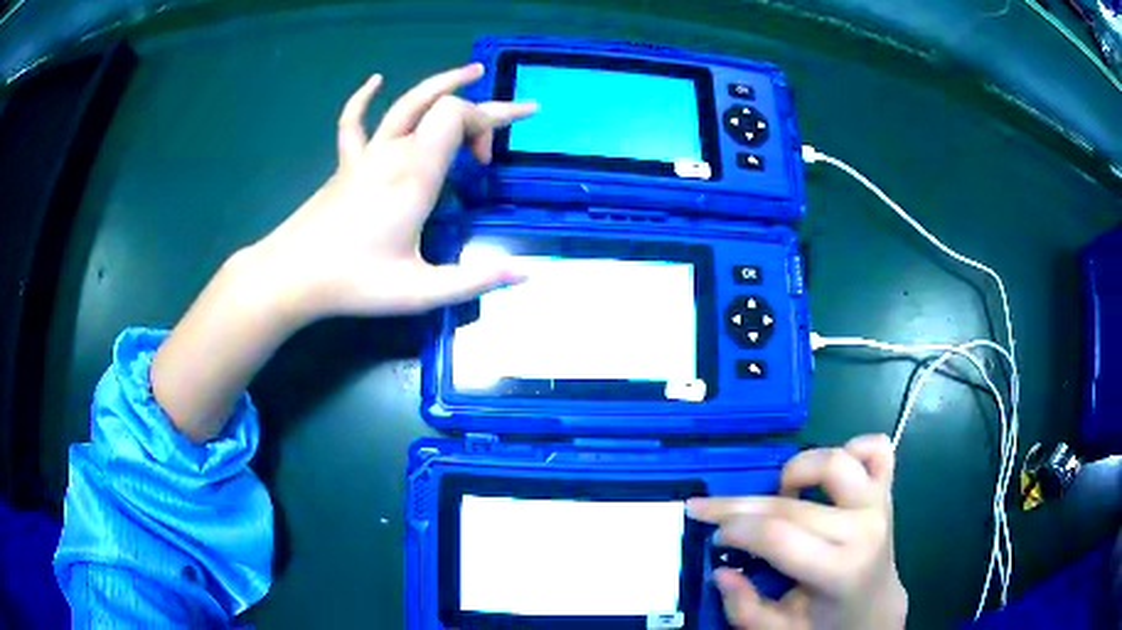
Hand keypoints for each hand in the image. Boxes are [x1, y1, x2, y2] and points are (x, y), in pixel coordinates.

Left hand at [252, 63, 536, 322]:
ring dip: (442, 83)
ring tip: (472, 71)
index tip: (488, 163)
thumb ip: (475, 280)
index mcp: (414, 174)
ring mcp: (365, 156)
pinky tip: (376, 80)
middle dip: (483, 107)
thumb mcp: (421, 291)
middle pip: (442, 105)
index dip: (487, 122)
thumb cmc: (354, 283)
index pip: (457, 116)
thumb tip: (525, 274)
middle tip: (519, 113)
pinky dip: (365, 97)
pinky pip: (353, 122)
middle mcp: (392, 153)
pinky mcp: (345, 165)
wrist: (290, 277)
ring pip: (406, 103)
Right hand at [688, 435, 906, 629]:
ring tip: (783, 496)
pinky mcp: (888, 490)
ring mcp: (879, 504)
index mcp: (839, 570)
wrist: (876, 610)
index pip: (777, 535)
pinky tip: (831, 474)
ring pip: (835, 461)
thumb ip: (744, 608)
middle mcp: (863, 528)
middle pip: (791, 504)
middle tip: (714, 512)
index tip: (713, 534)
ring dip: (798, 470)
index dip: (736, 530)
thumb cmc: (826, 622)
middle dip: (741, 506)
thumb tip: (720, 572)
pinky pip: (878, 448)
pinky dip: (854, 448)